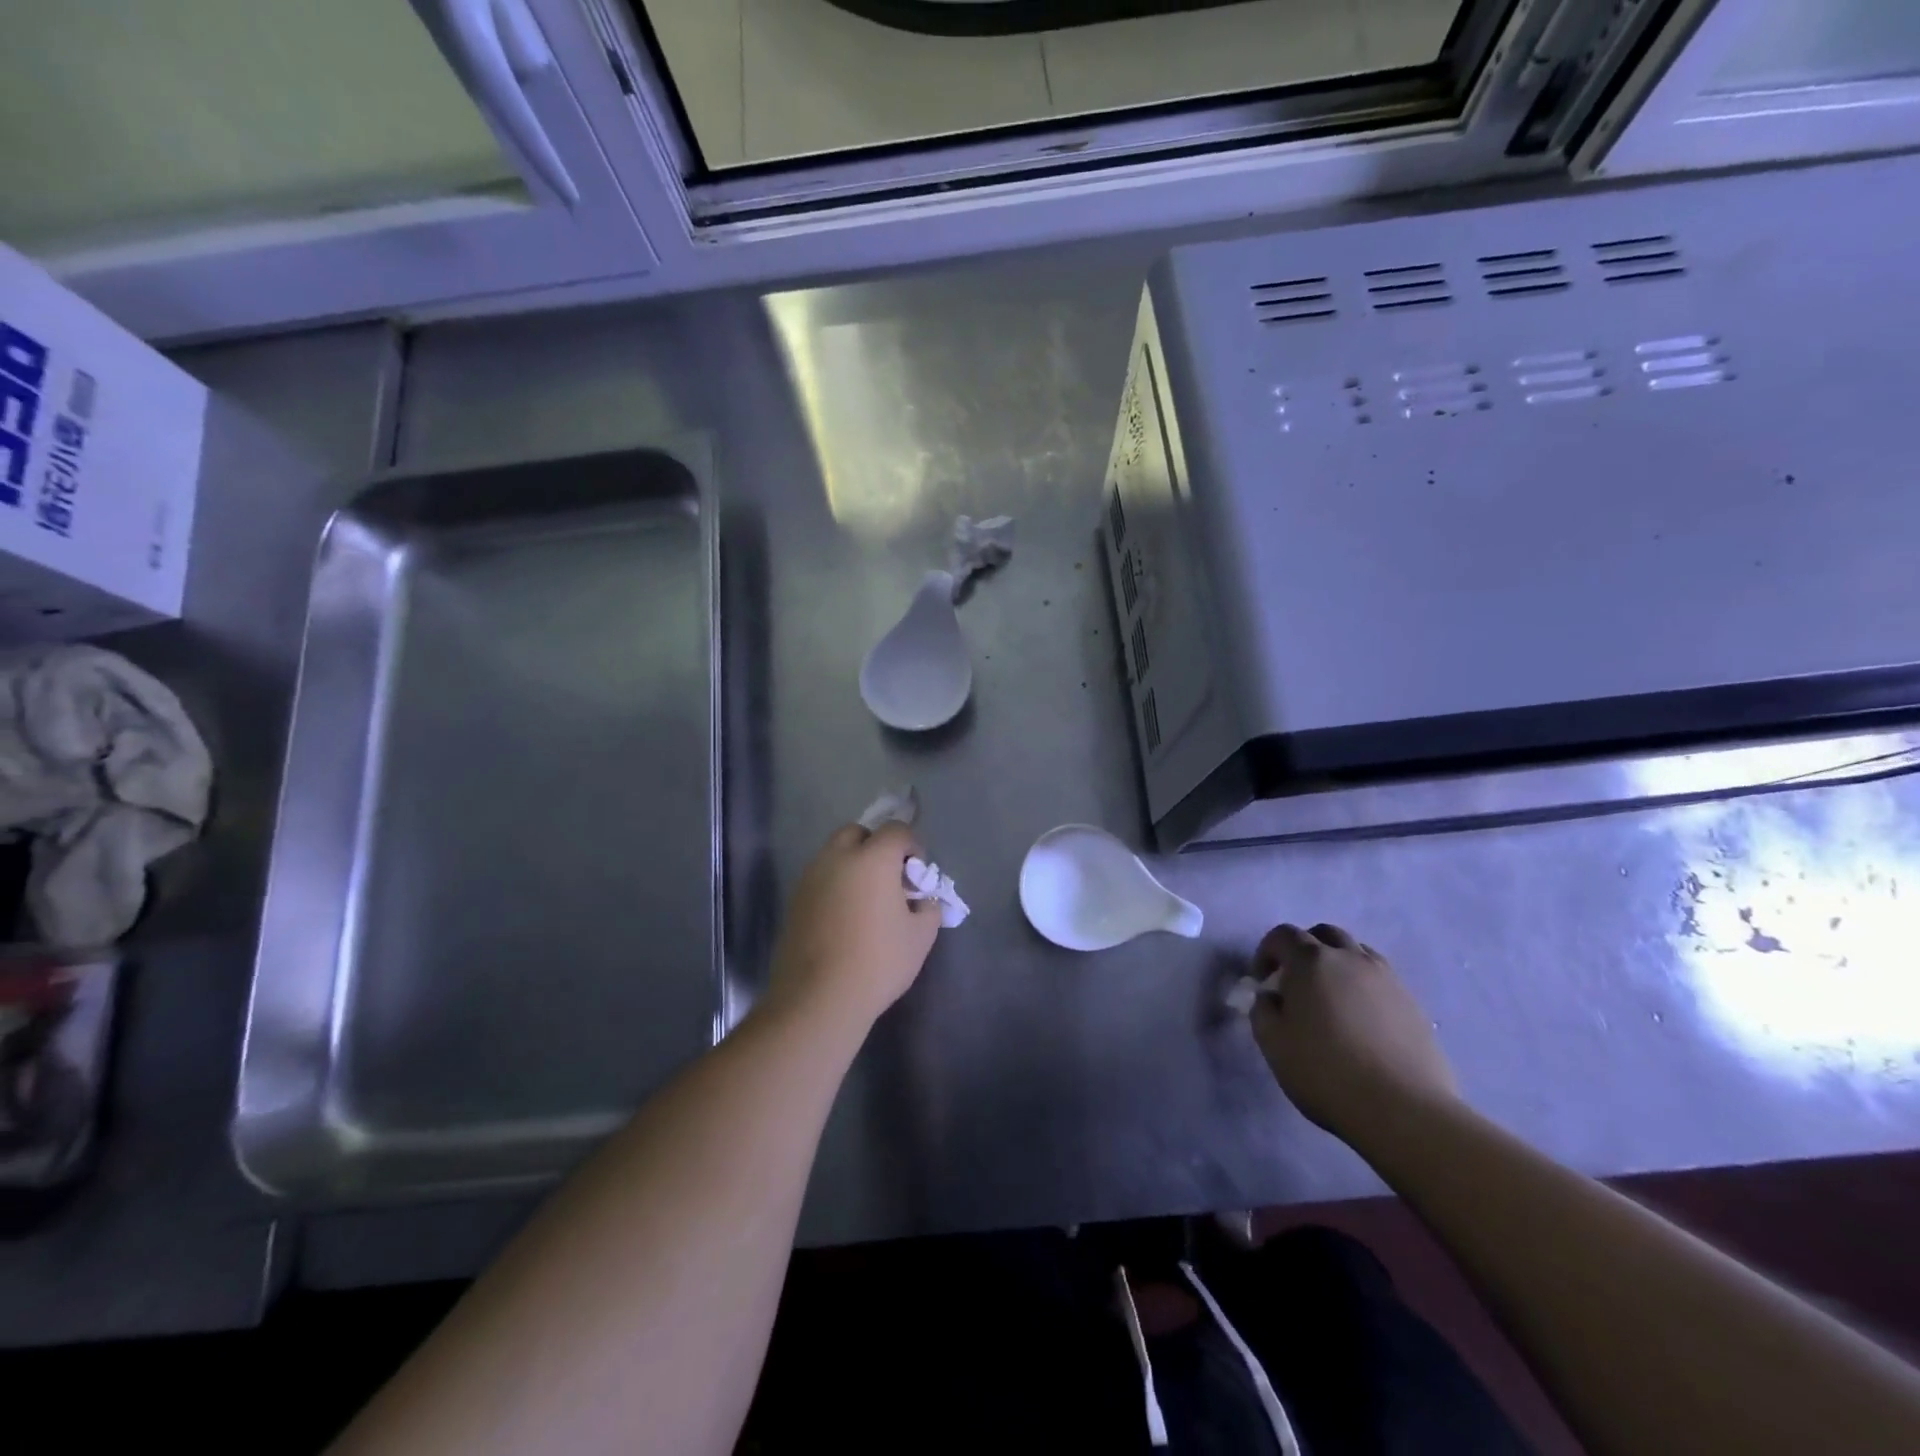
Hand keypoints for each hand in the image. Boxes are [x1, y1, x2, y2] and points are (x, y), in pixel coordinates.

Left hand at [765, 822, 941, 1030]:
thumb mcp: (921, 936)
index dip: (912, 846)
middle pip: (858, 833)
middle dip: (876, 846)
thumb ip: (928, 907)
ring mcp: (810, 878)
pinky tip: (845, 918)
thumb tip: (922, 900)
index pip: (896, 830)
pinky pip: (820, 878)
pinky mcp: (794, 900)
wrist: (817, 998)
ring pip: (834, 854)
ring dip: (853, 865)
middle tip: (889, 880)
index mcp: (872, 858)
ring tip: (866, 901)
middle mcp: (837, 858)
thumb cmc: (878, 962)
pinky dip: (835, 885)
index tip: (917, 876)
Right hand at [1248, 923, 1459, 1146]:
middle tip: (1296, 982)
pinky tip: (1360, 1021)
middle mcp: (1351, 959)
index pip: (1283, 935)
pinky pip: (1381, 980)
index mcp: (1311, 961)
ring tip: (1331, 1000)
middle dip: (1304, 949)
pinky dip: (1364, 987)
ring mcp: (1387, 979)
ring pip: (1357, 953)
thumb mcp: (1273, 1042)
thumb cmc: (1326, 1072)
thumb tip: (1272, 997)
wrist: (1404, 1110)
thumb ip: (1263, 1009)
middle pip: (1324, 934)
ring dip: (1337, 964)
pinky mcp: (1413, 1005)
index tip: (1263, 982)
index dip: (1266, 952)